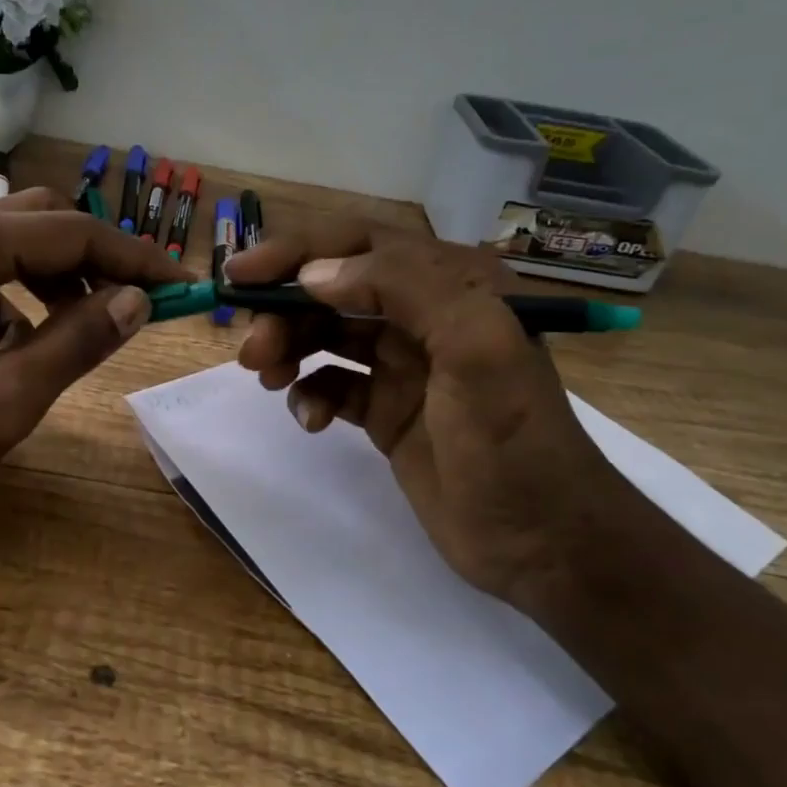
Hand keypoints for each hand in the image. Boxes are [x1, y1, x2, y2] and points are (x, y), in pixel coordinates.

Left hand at [0, 188, 189, 524]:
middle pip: (47, 224)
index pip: (75, 233)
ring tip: (89, 329)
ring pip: (19, 247)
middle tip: (139, 308)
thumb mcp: (4, 397)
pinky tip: (23, 345)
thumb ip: (78, 342)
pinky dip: (24, 298)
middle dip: (100, 262)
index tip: (184, 287)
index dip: (137, 259)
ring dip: (63, 280)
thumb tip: (138, 301)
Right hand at [225, 221, 641, 607]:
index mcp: (452, 284)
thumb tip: (314, 276)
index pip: (360, 243)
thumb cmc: (514, 442)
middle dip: (285, 311)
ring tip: (267, 378)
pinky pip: (331, 384)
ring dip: (288, 349)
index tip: (242, 275)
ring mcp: (403, 365)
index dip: (297, 251)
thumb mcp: (477, 347)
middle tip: (252, 351)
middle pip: (332, 290)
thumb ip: (405, 288)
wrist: (543, 543)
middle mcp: (424, 315)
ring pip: (325, 335)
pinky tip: (312, 422)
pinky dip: (310, 395)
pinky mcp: (386, 409)